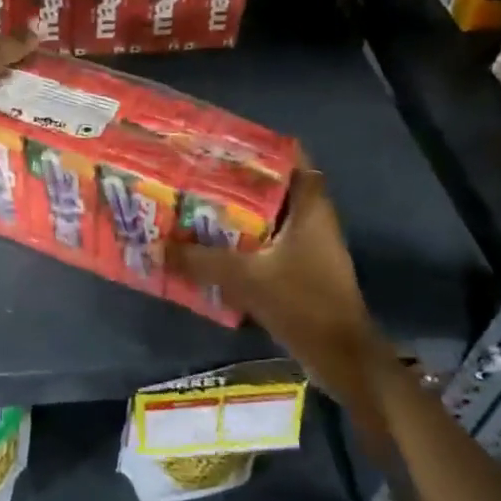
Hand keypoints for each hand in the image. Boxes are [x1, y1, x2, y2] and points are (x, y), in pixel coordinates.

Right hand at [169, 164, 391, 395]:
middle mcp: (315, 220)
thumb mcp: (245, 278)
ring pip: (274, 217)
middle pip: (278, 187)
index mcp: (311, 208)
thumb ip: (201, 261)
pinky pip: (272, 244)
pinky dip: (248, 241)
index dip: (264, 146)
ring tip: (201, 205)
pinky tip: (216, 246)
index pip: (294, 159)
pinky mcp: (305, 272)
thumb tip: (159, 246)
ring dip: (243, 213)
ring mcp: (312, 248)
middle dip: (242, 180)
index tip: (228, 142)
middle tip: (202, 174)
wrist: (341, 358)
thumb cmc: (302, 303)